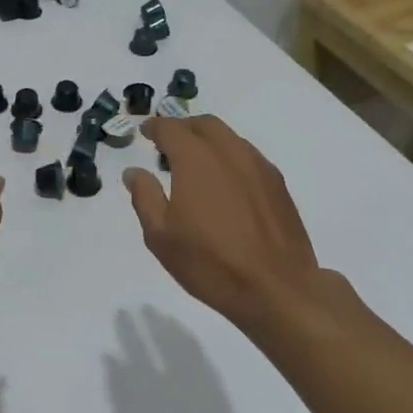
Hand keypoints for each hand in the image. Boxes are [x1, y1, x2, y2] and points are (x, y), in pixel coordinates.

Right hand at [122, 115, 322, 325]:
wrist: (277, 288)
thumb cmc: (210, 262)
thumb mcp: (161, 236)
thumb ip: (145, 196)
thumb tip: (134, 172)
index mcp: (196, 158)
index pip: (170, 128)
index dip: (154, 127)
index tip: (145, 132)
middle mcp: (228, 151)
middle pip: (203, 124)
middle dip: (183, 128)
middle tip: (169, 145)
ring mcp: (258, 165)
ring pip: (229, 137)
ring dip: (208, 141)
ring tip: (197, 165)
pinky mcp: (278, 184)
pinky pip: (248, 156)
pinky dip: (230, 157)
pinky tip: (226, 183)